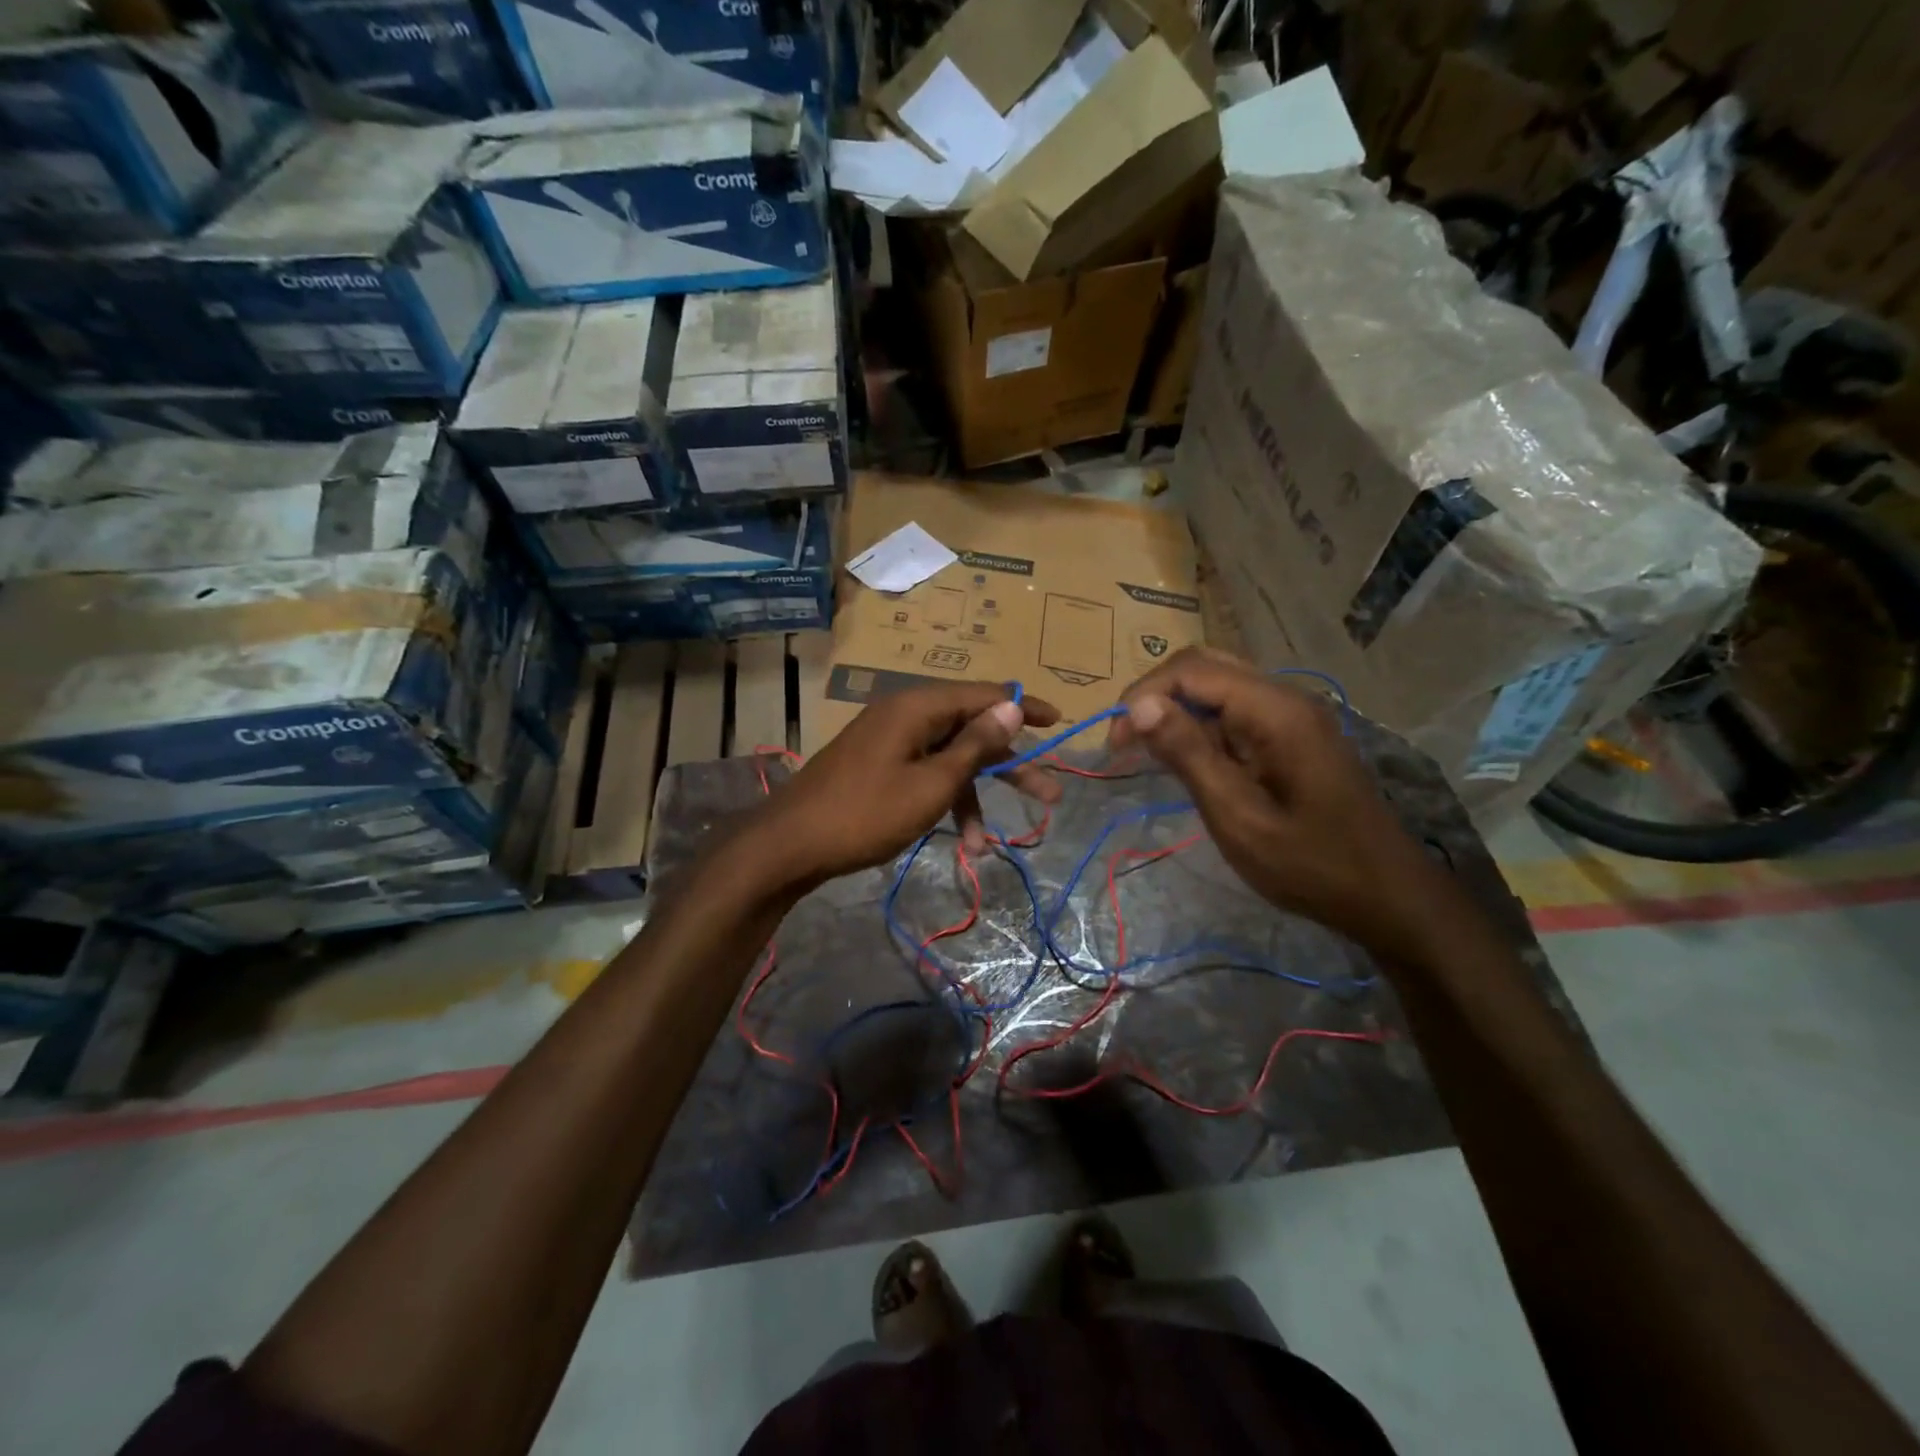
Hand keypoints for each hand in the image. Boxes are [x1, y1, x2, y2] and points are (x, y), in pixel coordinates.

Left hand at [752, 682, 1061, 887]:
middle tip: (1049, 795)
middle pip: (971, 731)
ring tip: (989, 845)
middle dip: (1008, 767)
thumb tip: (1012, 705)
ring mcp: (890, 743)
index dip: (1024, 707)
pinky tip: (957, 843)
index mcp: (918, 708)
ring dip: (973, 799)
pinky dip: (943, 804)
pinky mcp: (879, 768)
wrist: (790, 845)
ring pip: (948, 761)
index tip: (1058, 722)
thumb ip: (975, 745)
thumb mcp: (932, 783)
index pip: (984, 695)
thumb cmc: (866, 813)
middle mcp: (906, 716)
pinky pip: (924, 776)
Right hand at [1109, 648, 1463, 965]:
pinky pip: (1236, 713)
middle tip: (1126, 743)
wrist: (1389, 897)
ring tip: (1147, 753)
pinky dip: (1201, 728)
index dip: (1143, 696)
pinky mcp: (1293, 736)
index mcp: (1275, 710)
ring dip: (1177, 711)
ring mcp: (1293, 715)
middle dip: (1156, 696)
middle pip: (1205, 667)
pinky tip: (1187, 761)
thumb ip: (1189, 754)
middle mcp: (1285, 698)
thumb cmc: (1311, 864)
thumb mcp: (1238, 816)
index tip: (1115, 745)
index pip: (1191, 670)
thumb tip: (1138, 704)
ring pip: (1219, 687)